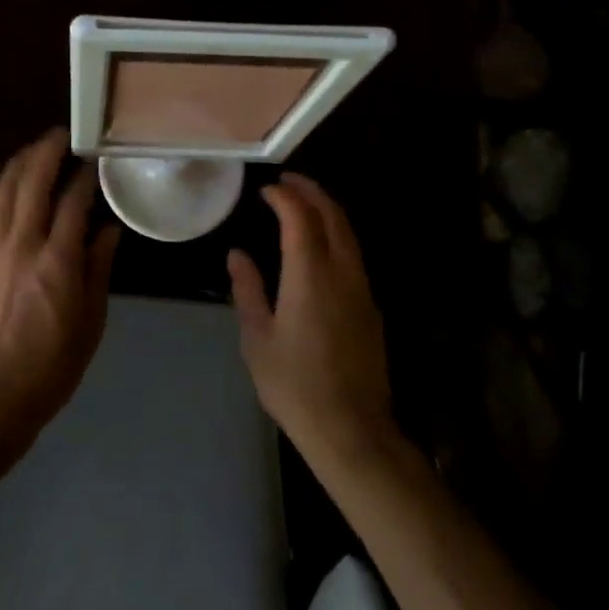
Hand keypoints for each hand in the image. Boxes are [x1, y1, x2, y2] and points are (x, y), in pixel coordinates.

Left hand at [0, 129, 119, 448]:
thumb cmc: (51, 366)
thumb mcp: (91, 322)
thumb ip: (99, 269)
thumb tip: (109, 229)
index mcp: (57, 262)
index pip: (73, 201)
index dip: (84, 175)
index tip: (93, 159)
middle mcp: (21, 245)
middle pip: (32, 181)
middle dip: (47, 151)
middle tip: (62, 137)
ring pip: (1, 191)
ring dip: (18, 165)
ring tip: (33, 153)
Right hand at [228, 174, 395, 464]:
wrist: (351, 429)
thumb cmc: (294, 384)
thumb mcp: (257, 338)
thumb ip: (248, 289)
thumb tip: (238, 254)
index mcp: (310, 276)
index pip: (300, 218)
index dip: (284, 197)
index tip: (266, 189)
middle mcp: (342, 273)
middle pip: (333, 216)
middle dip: (312, 191)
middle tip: (289, 180)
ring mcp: (362, 289)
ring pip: (349, 234)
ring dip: (327, 210)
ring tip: (304, 202)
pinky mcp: (371, 307)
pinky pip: (354, 254)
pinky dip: (336, 234)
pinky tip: (321, 243)